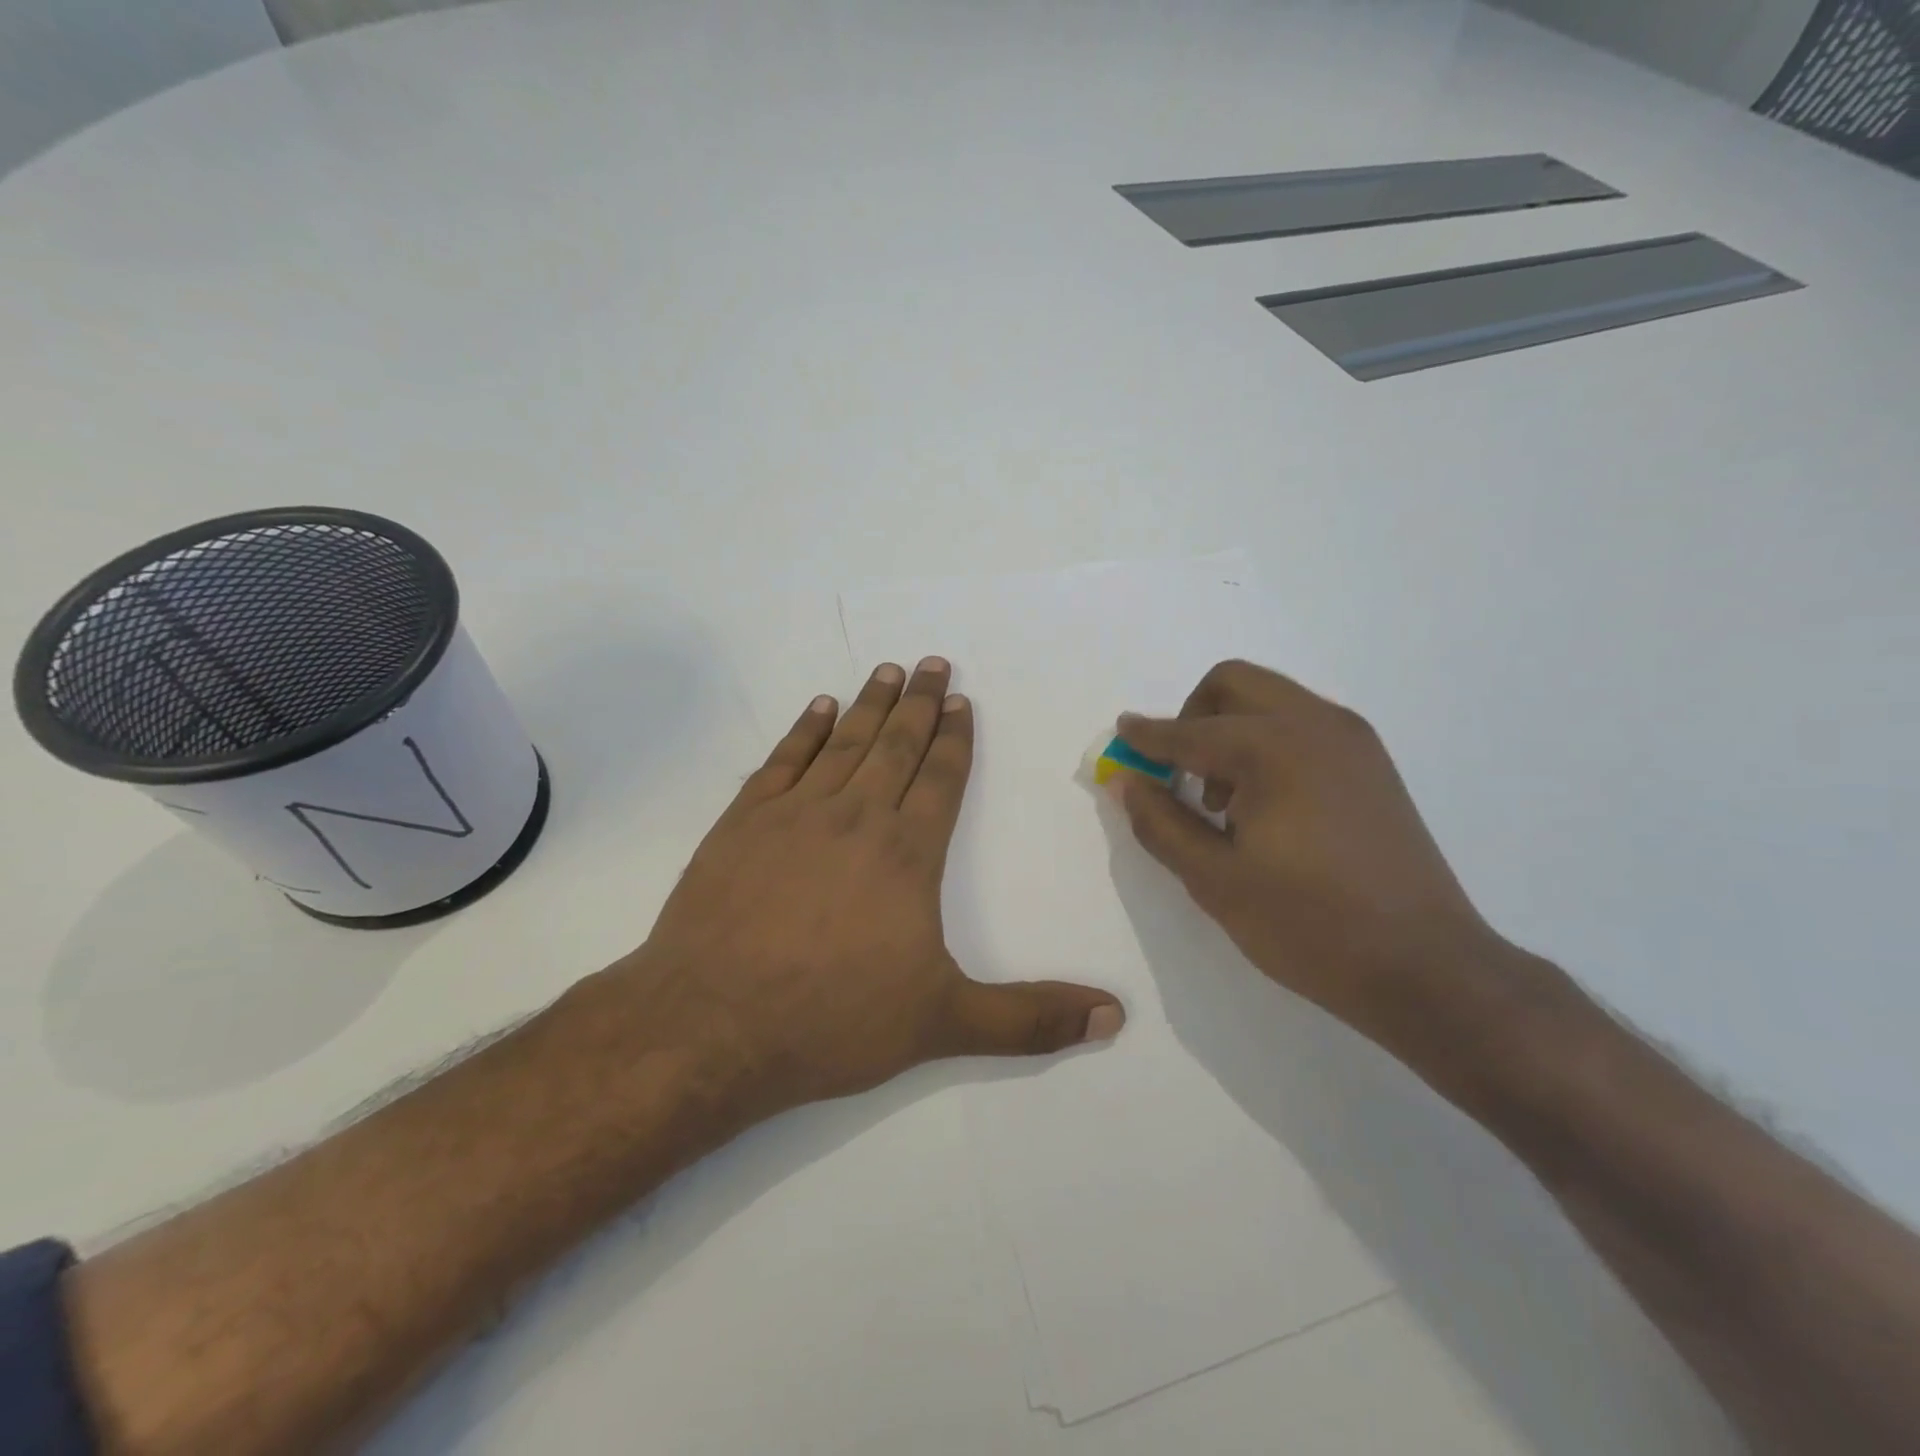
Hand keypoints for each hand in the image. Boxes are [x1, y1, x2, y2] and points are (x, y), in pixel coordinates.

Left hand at [616, 658, 1123, 1120]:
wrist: (711, 1025)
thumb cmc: (832, 1021)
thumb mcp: (943, 1024)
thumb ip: (1029, 1019)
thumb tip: (1114, 1016)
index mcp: (908, 854)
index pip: (942, 779)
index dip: (956, 740)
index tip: (963, 703)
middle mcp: (856, 817)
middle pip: (897, 745)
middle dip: (921, 704)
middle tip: (934, 663)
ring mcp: (795, 813)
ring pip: (844, 742)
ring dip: (870, 704)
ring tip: (889, 671)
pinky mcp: (742, 822)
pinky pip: (783, 759)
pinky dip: (804, 730)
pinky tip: (818, 707)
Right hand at [1109, 660, 1525, 1046]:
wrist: (1426, 968)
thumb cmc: (1309, 925)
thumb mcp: (1215, 879)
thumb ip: (1160, 822)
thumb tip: (1126, 780)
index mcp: (1274, 747)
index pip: (1188, 731)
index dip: (1145, 737)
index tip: (1119, 742)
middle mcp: (1316, 724)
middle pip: (1233, 684)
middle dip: (1191, 717)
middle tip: (1177, 773)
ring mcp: (1352, 740)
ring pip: (1270, 701)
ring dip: (1230, 730)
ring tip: (1222, 802)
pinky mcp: (1372, 764)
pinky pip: (1301, 726)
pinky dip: (1267, 743)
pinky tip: (1265, 807)